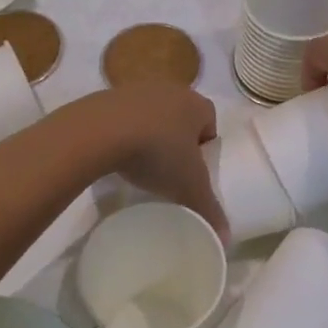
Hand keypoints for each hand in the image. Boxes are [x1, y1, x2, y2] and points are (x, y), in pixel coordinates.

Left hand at [86, 82, 224, 234]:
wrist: (101, 131)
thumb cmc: (157, 152)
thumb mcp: (188, 187)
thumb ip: (209, 209)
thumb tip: (226, 238)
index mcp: (197, 104)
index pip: (210, 122)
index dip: (205, 146)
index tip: (194, 170)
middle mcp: (171, 90)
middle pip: (181, 116)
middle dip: (178, 139)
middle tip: (170, 169)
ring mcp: (139, 89)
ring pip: (153, 114)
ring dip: (150, 134)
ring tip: (141, 163)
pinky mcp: (110, 95)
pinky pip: (125, 116)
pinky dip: (125, 131)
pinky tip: (117, 154)